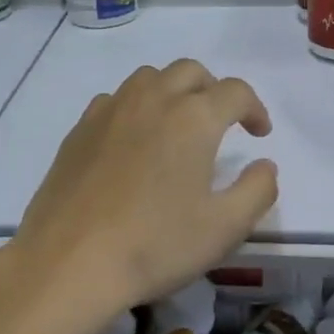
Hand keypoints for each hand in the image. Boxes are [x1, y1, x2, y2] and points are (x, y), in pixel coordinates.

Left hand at [0, 60, 278, 333]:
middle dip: (213, 90)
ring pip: (150, 78)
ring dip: (173, 91)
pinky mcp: (80, 129)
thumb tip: (265, 166)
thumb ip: (257, 190)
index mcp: (193, 118)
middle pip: (191, 72)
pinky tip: (133, 141)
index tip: (259, 134)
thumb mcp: (224, 228)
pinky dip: (135, 107)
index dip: (254, 109)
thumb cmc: (155, 245)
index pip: (235, 91)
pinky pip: (115, 100)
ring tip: (177, 126)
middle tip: (220, 123)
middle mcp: (153, 100)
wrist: (69, 262)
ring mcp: (111, 110)